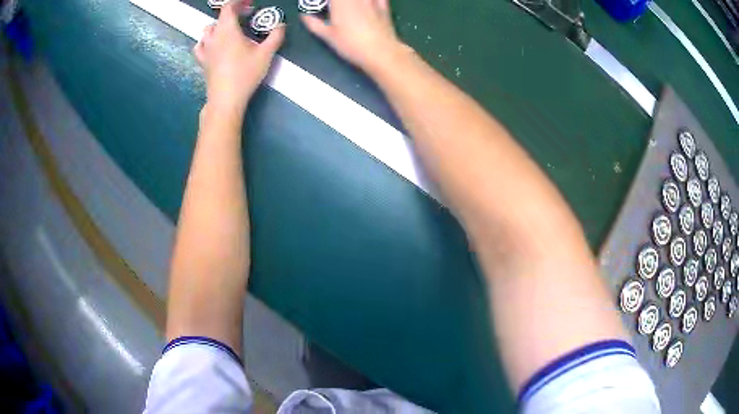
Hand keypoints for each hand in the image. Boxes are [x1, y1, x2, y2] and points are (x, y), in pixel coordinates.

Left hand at [194, 0, 284, 116]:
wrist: (226, 99)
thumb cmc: (245, 74)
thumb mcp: (266, 54)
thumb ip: (275, 36)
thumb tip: (281, 25)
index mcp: (228, 30)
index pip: (228, 7)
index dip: (238, 2)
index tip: (249, 3)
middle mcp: (214, 37)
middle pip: (219, 18)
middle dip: (232, 13)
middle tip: (245, 17)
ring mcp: (206, 50)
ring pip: (208, 30)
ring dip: (219, 26)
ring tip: (230, 30)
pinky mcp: (202, 61)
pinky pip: (200, 46)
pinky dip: (206, 41)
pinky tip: (213, 45)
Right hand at [301, 0, 403, 71]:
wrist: (381, 52)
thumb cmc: (351, 45)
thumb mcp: (328, 36)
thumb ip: (314, 24)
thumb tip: (304, 16)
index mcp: (340, 2)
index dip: (325, 1)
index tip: (323, 4)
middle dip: (336, 1)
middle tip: (331, 6)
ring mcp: (371, 0)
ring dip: (352, 1)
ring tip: (347, 6)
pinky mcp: (384, 6)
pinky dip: (371, 0)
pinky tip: (366, 3)